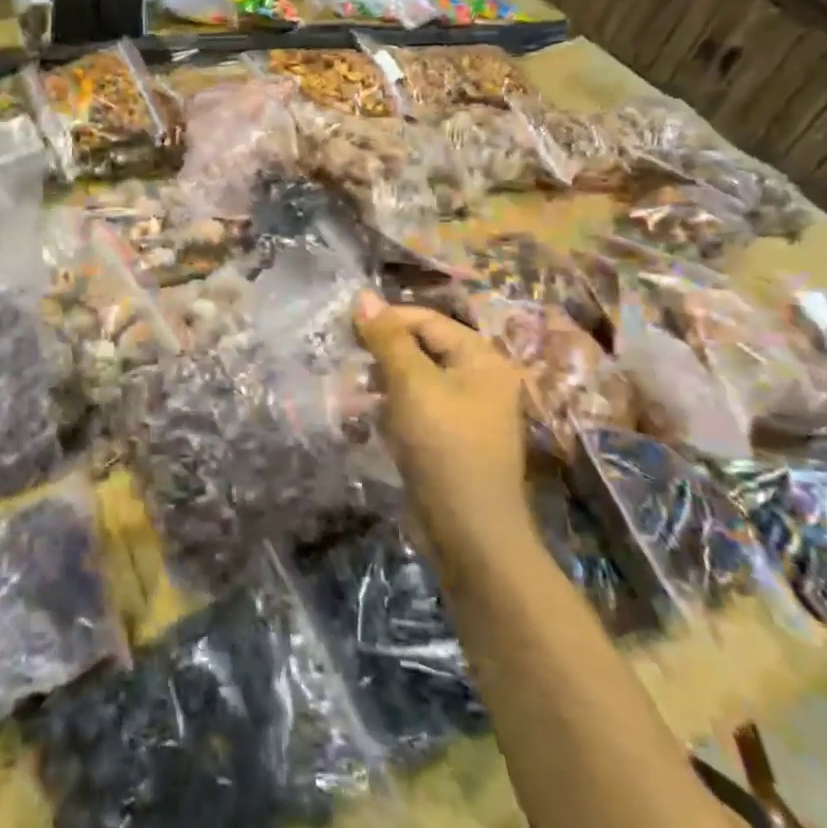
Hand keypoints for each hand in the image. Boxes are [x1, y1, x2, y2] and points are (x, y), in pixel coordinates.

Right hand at [354, 292, 527, 518]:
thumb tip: (363, 296)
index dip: (386, 319)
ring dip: (380, 382)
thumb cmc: (444, 446)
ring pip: (414, 380)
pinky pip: (414, 409)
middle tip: (346, 360)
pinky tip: (365, 419)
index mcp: (481, 359)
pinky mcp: (448, 440)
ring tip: (351, 391)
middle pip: (422, 348)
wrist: (469, 531)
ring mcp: (464, 412)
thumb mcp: (411, 384)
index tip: (345, 328)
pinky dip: (389, 408)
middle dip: (381, 352)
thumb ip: (387, 339)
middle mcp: (478, 380)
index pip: (427, 320)